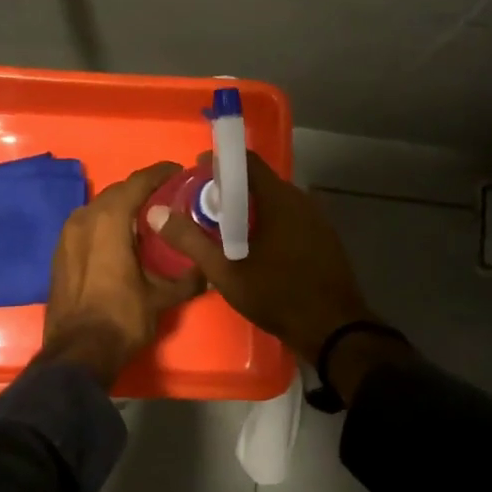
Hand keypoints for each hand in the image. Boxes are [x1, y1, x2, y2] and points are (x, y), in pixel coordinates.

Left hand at [41, 161, 204, 385]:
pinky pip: (87, 227)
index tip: (181, 173)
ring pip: (100, 209)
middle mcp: (84, 218)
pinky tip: (123, 242)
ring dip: (123, 209)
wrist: (76, 353)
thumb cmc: (121, 318)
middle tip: (170, 199)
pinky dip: (106, 227)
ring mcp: (66, 235)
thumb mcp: (161, 298)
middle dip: (143, 192)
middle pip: (118, 192)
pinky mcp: (60, 253)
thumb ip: (187, 279)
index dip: (161, 174)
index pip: (138, 182)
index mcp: (108, 219)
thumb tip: (209, 271)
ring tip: (148, 220)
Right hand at [150, 151, 374, 364]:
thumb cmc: (278, 296)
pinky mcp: (324, 238)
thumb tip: (156, 213)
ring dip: (250, 208)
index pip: (246, 162)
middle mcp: (301, 200)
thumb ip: (191, 240)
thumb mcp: (226, 272)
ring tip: (224, 228)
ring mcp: (317, 219)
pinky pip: (290, 218)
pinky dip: (269, 222)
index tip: (195, 173)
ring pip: (276, 202)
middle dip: (231, 189)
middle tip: (203, 206)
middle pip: (260, 182)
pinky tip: (255, 246)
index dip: (218, 163)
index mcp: (279, 199)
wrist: (334, 330)